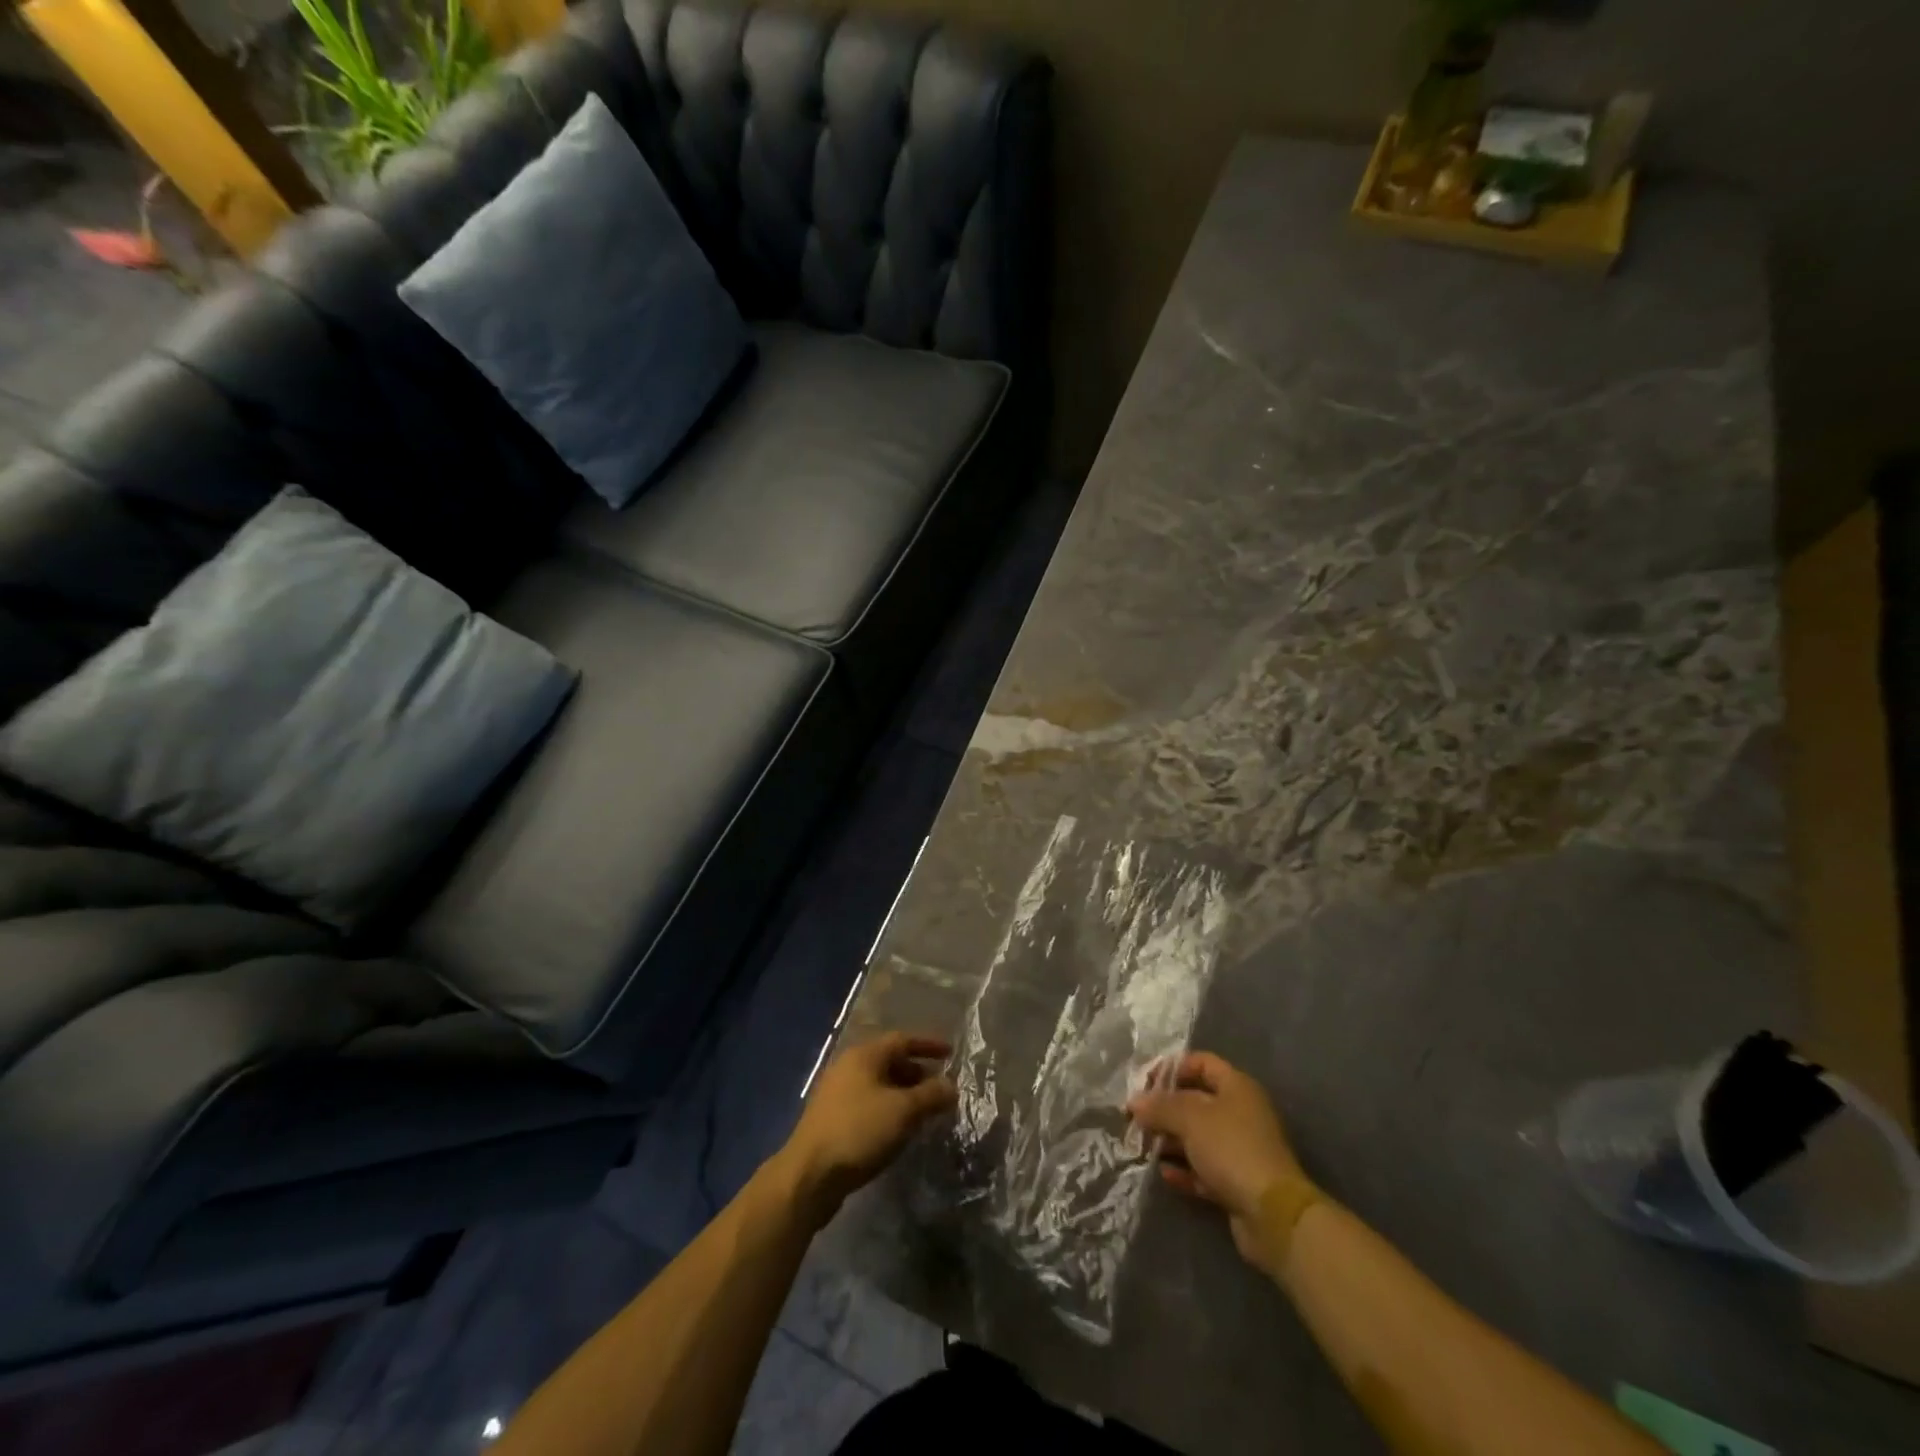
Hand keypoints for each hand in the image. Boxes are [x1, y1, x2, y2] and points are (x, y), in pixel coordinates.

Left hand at [780, 1033, 956, 1226]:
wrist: (809, 1175)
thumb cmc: (859, 1131)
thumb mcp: (903, 1111)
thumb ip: (931, 1095)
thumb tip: (951, 1086)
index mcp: (864, 1055)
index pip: (902, 1039)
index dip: (928, 1045)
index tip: (951, 1053)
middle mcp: (848, 1067)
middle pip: (889, 1061)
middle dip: (917, 1073)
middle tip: (939, 1089)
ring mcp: (836, 1094)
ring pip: (878, 1085)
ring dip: (903, 1094)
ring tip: (923, 1112)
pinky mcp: (831, 1120)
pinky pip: (868, 1104)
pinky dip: (888, 1110)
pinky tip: (898, 1130)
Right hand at [1126, 1052, 1303, 1275]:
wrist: (1272, 1215)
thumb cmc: (1231, 1149)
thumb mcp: (1189, 1118)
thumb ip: (1159, 1106)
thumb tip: (1134, 1102)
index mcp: (1236, 1087)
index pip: (1201, 1063)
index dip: (1172, 1068)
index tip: (1144, 1083)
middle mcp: (1240, 1113)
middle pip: (1195, 1101)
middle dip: (1165, 1109)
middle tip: (1137, 1119)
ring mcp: (1239, 1149)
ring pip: (1197, 1137)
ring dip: (1170, 1141)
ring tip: (1143, 1147)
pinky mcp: (1237, 1182)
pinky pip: (1204, 1169)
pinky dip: (1184, 1169)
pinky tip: (1164, 1173)